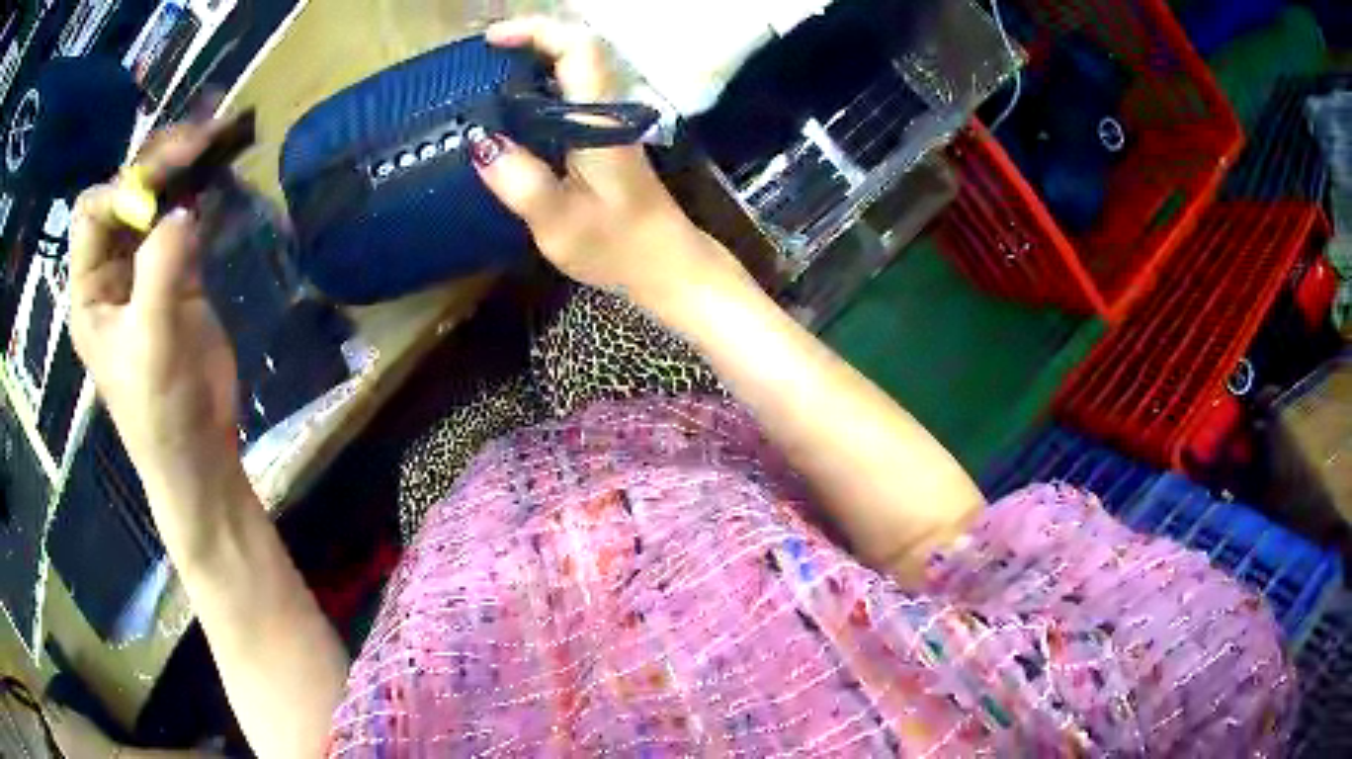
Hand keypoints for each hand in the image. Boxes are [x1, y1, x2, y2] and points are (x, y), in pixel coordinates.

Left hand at [70, 122, 240, 509]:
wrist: (200, 453)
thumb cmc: (160, 412)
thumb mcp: (151, 344)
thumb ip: (160, 271)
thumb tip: (184, 209)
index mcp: (89, 290)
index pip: (92, 214)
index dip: (119, 193)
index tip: (158, 197)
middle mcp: (111, 271)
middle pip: (125, 195)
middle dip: (156, 164)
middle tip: (199, 142)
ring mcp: (145, 271)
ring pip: (156, 201)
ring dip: (181, 169)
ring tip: (214, 139)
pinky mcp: (178, 275)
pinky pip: (183, 220)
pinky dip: (201, 194)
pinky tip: (219, 174)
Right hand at [471, 17, 743, 305]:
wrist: (668, 266)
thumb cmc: (618, 248)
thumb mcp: (561, 224)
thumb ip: (522, 183)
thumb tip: (481, 143)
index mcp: (600, 121)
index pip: (578, 49)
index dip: (537, 31)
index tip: (491, 40)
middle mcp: (608, 112)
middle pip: (576, 51)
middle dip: (530, 41)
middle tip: (482, 57)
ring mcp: (609, 124)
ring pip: (574, 72)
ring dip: (533, 62)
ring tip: (486, 77)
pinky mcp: (604, 141)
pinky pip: (570, 97)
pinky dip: (538, 90)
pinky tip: (510, 112)